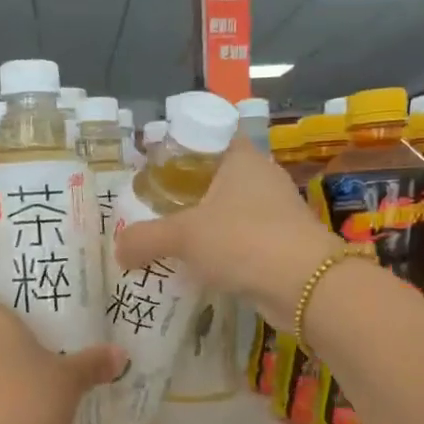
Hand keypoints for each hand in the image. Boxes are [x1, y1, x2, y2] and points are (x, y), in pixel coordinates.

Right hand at [113, 138, 337, 322]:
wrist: (305, 286)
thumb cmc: (242, 241)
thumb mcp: (183, 237)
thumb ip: (145, 239)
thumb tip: (118, 249)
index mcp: (241, 158)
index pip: (207, 137)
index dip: (179, 149)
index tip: (154, 170)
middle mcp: (262, 178)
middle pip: (217, 176)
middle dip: (187, 193)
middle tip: (154, 209)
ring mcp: (277, 212)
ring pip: (231, 211)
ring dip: (206, 225)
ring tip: (172, 241)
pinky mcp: (283, 244)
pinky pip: (243, 240)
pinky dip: (223, 251)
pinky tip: (201, 267)